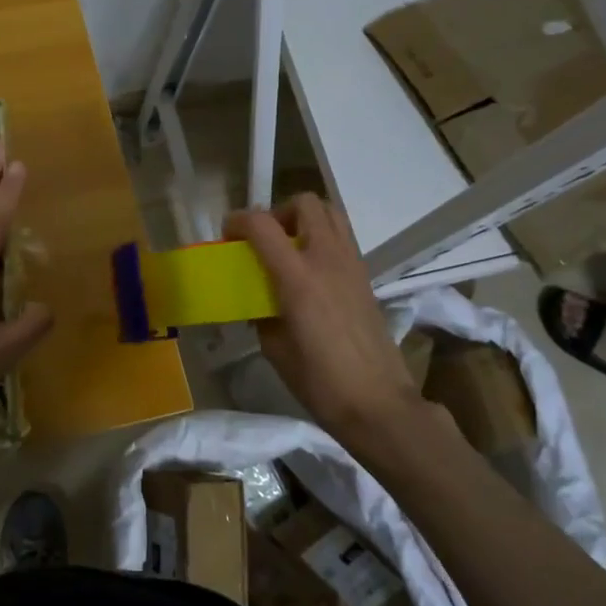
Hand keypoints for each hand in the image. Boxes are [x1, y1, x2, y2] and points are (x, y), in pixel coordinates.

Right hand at [224, 195, 423, 443]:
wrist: (377, 402)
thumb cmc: (319, 381)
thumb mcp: (274, 348)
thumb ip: (261, 313)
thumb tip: (257, 301)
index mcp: (298, 278)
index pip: (262, 225)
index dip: (238, 220)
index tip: (227, 235)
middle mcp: (327, 260)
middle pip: (305, 203)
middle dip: (278, 213)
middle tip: (265, 241)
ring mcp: (352, 265)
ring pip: (330, 214)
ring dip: (304, 220)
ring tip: (289, 250)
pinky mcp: (366, 277)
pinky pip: (342, 239)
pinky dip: (322, 240)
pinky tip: (311, 273)